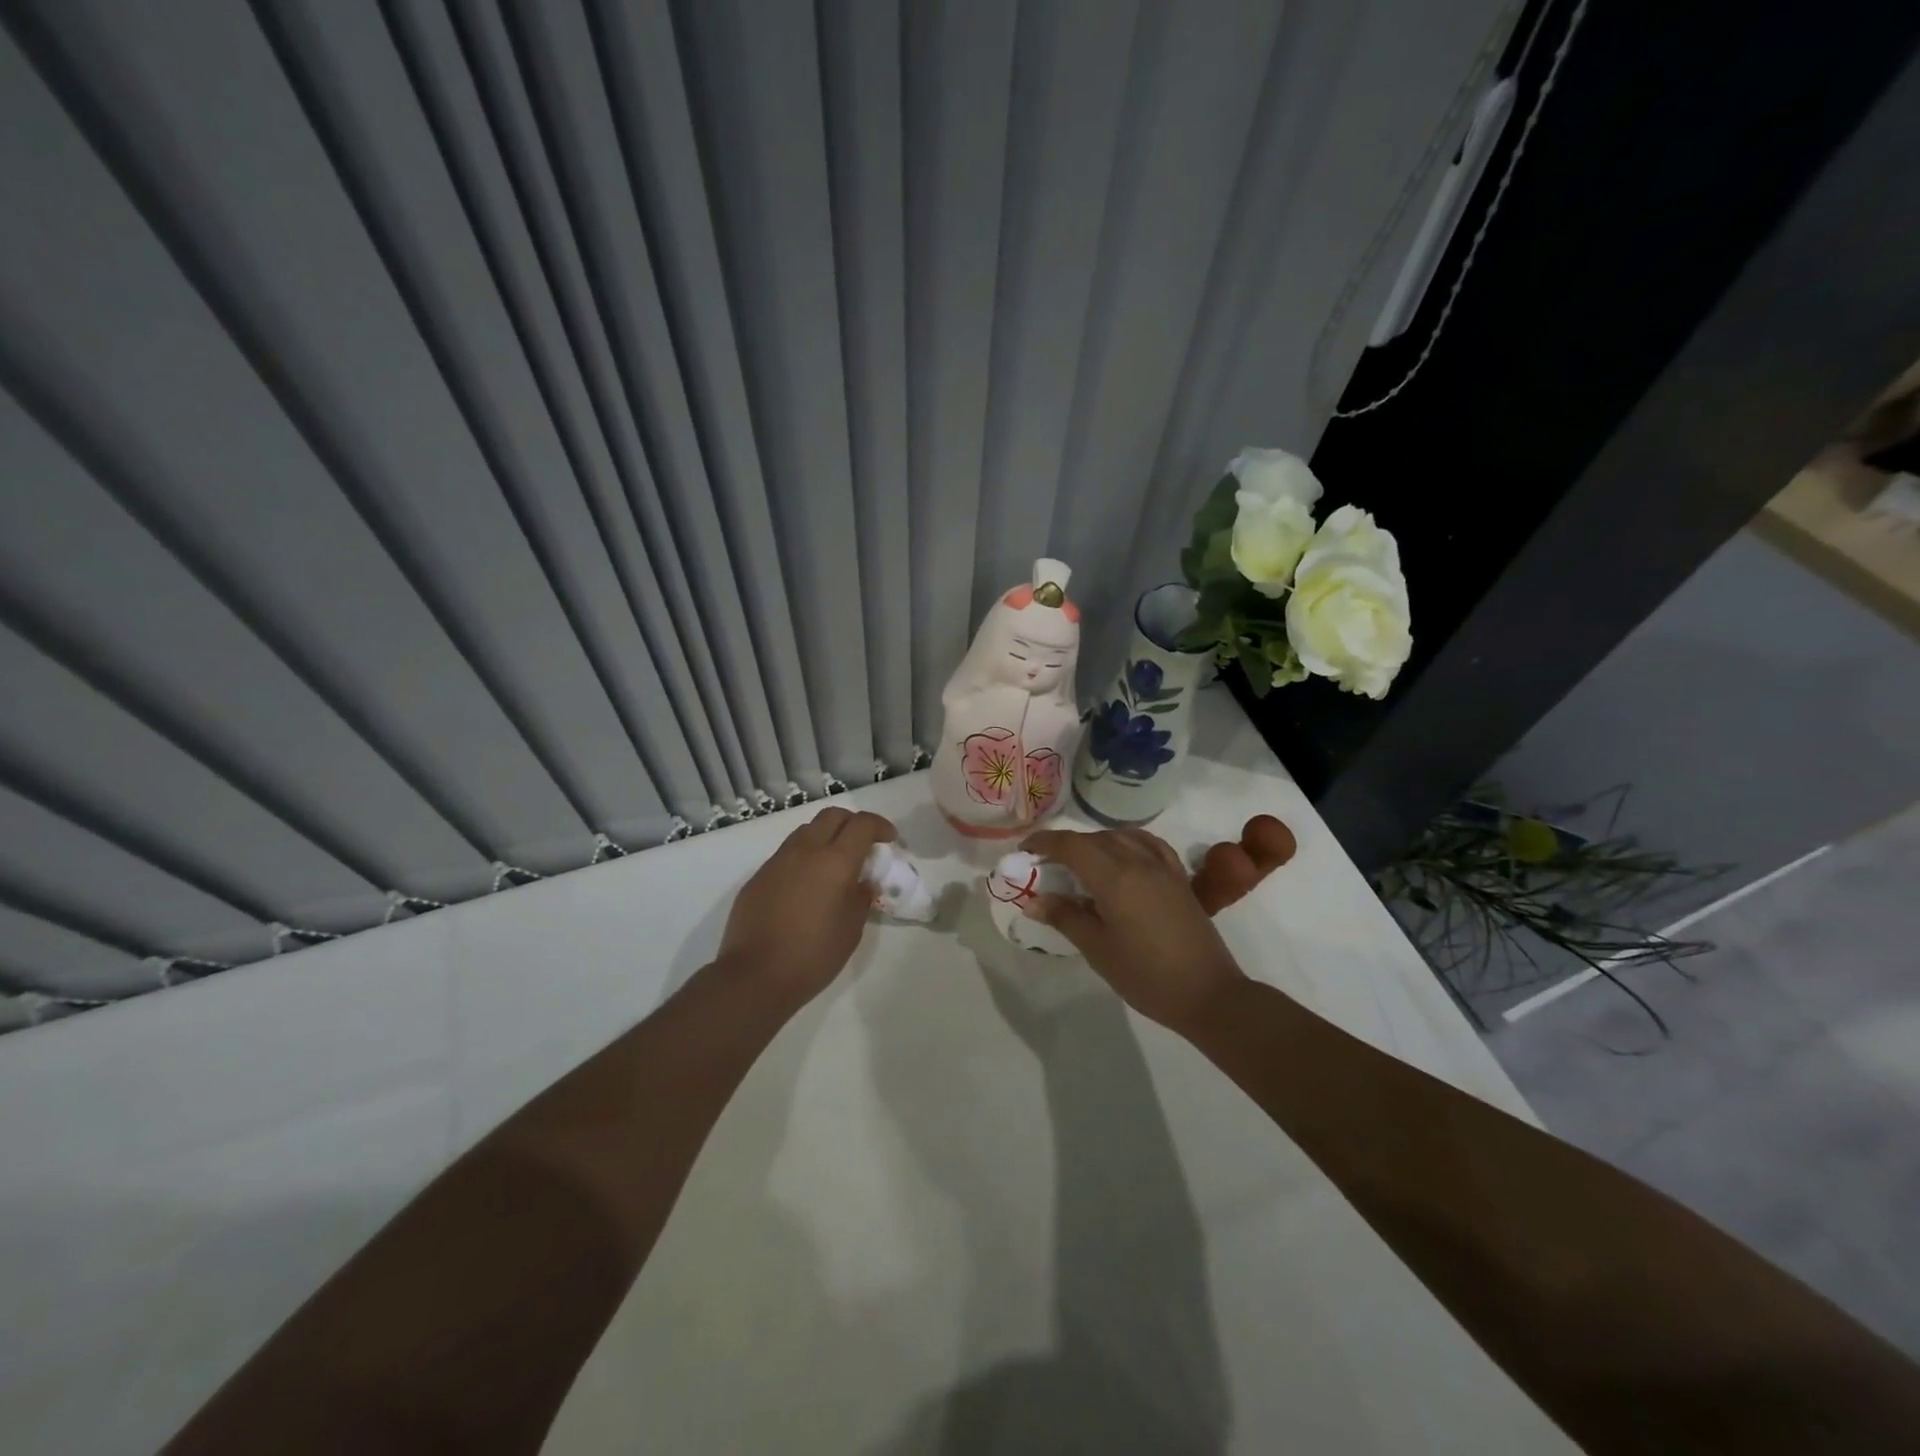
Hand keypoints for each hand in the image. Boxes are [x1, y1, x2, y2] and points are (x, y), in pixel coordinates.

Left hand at [716, 806, 896, 1005]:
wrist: (755, 975)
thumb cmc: (813, 955)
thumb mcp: (851, 929)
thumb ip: (861, 898)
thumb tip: (862, 882)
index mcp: (835, 862)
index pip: (862, 824)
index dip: (880, 826)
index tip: (889, 839)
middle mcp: (806, 851)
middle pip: (832, 815)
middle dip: (852, 822)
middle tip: (863, 843)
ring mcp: (778, 861)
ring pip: (806, 830)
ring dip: (826, 836)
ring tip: (834, 863)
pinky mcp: (758, 876)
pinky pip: (787, 853)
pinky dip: (804, 857)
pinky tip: (806, 885)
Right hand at [1021, 827, 1248, 1033]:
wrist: (1207, 994)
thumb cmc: (1146, 975)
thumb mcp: (1097, 949)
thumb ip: (1065, 917)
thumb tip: (1034, 900)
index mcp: (1115, 877)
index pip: (1071, 845)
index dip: (1044, 843)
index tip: (1024, 852)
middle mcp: (1138, 861)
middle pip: (1094, 839)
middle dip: (1066, 845)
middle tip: (1045, 865)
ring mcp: (1163, 867)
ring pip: (1121, 837)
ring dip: (1095, 842)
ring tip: (1080, 863)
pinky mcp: (1179, 878)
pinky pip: (1148, 845)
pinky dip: (1127, 842)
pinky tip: (1121, 857)